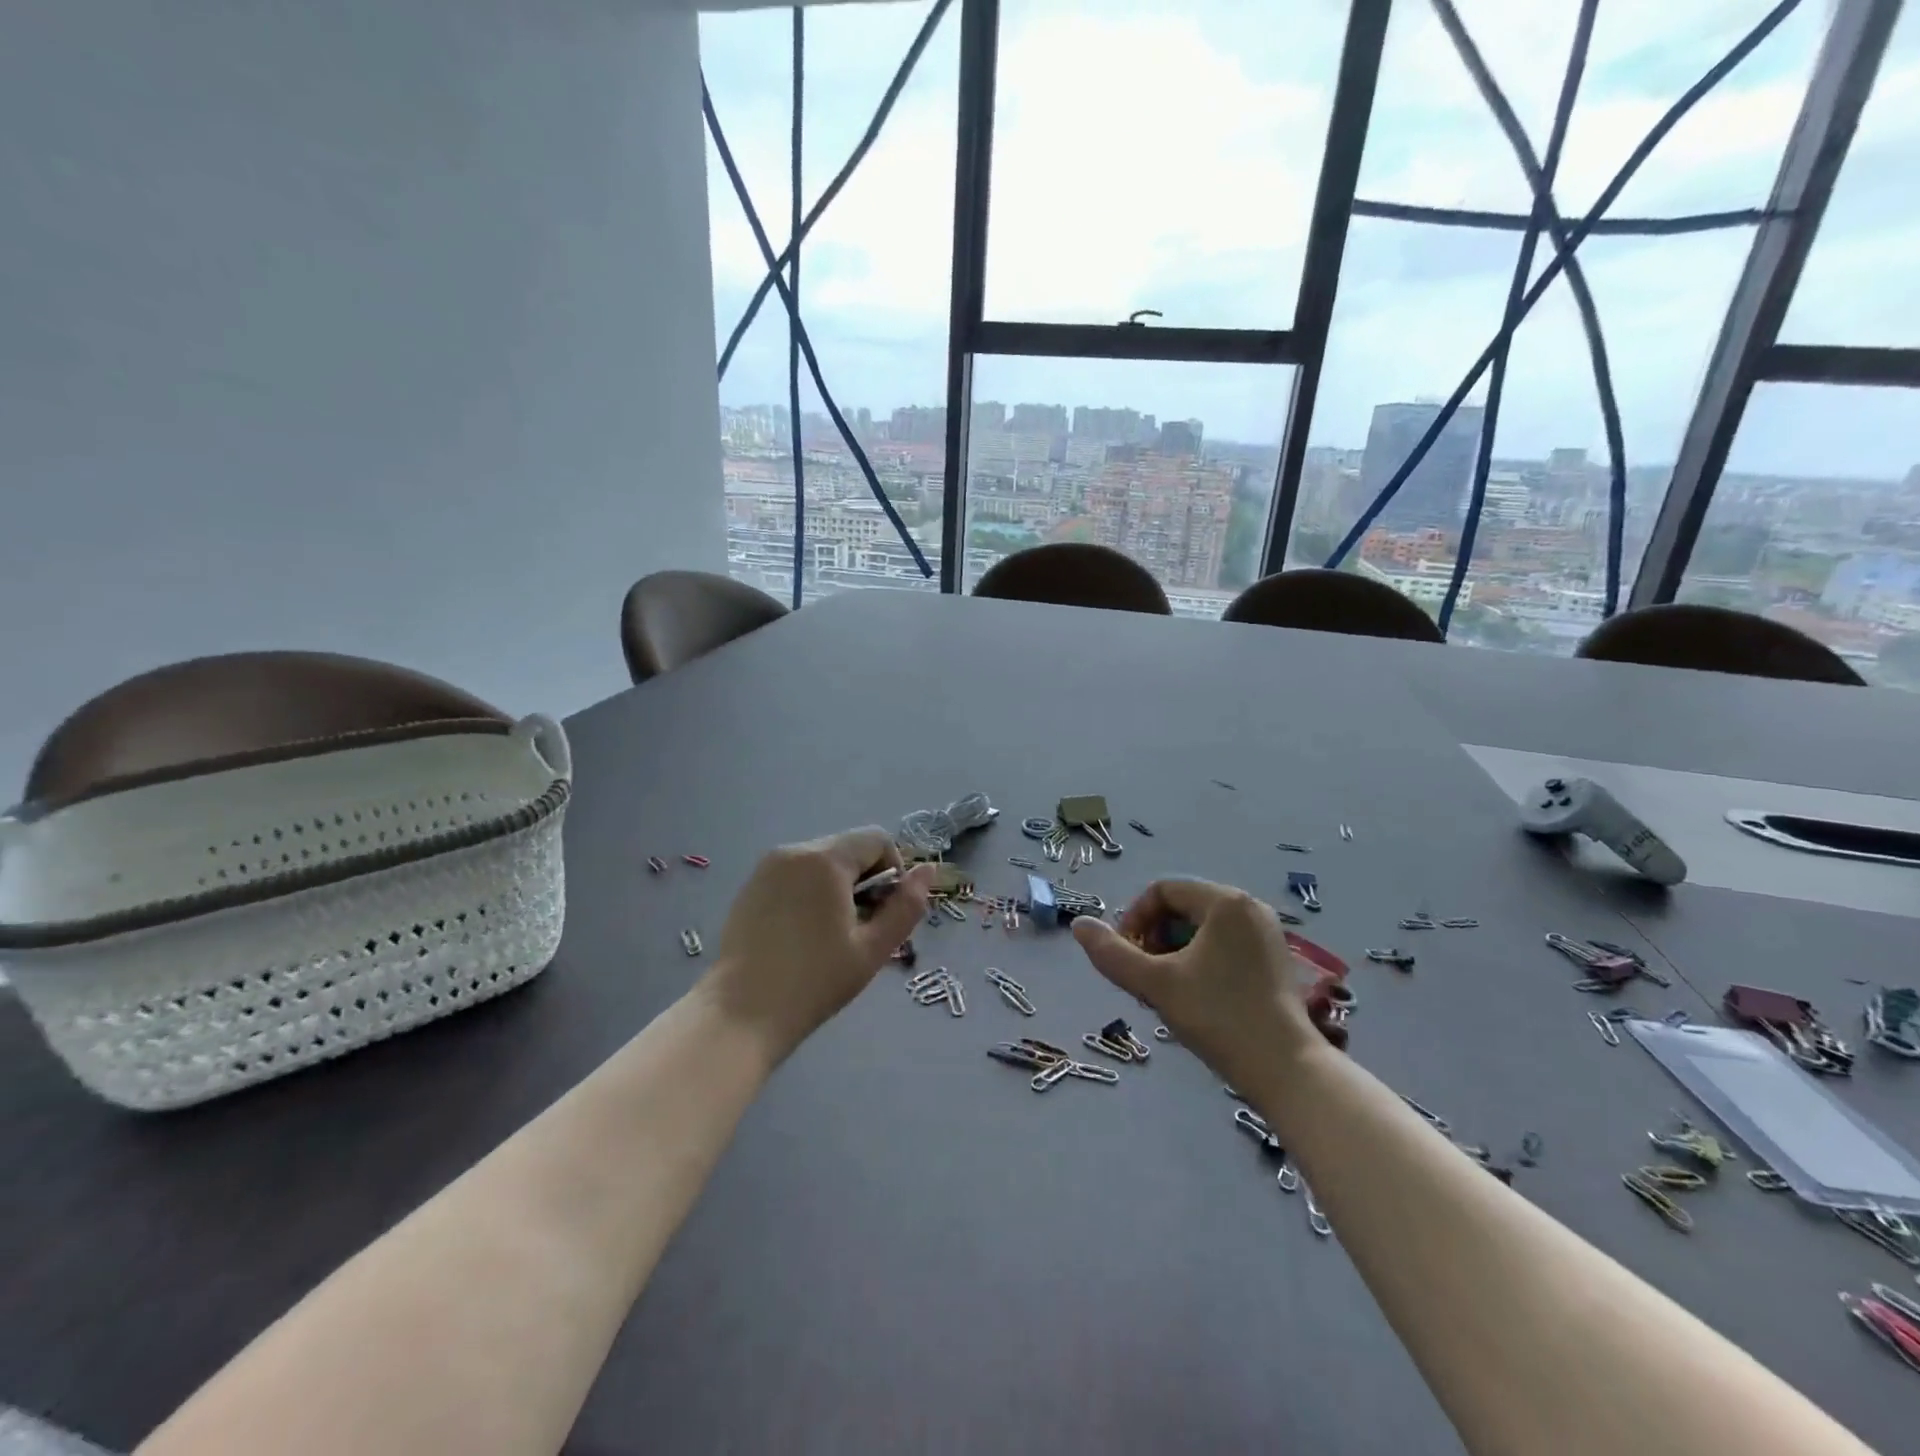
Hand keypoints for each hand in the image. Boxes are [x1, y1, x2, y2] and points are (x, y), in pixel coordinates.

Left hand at [704, 826, 932, 1058]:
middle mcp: (794, 851)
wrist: (741, 1014)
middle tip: (861, 930)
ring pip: (821, 862)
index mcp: (825, 859)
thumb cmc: (815, 981)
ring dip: (838, 887)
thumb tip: (927, 871)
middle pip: (848, 849)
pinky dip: (810, 893)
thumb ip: (906, 906)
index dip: (893, 871)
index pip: (877, 840)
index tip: (885, 913)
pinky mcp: (750, 887)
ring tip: (831, 935)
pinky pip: (794, 875)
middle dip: (865, 881)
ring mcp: (767, 868)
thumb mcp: (873, 948)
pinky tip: (802, 936)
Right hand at [1072, 878, 1327, 1094]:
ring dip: (1174, 950)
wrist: (1286, 1070)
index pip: (1163, 890)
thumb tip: (1078, 925)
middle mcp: (1250, 907)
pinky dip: (1200, 960)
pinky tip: (1195, 996)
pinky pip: (1225, 944)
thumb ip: (1112, 953)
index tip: (1125, 956)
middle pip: (1183, 907)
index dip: (1134, 918)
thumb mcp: (1155, 984)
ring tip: (1165, 989)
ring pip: (1202, 928)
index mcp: (1225, 901)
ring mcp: (1268, 933)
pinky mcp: (1276, 960)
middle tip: (1143, 976)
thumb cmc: (1218, 1017)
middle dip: (1154, 937)